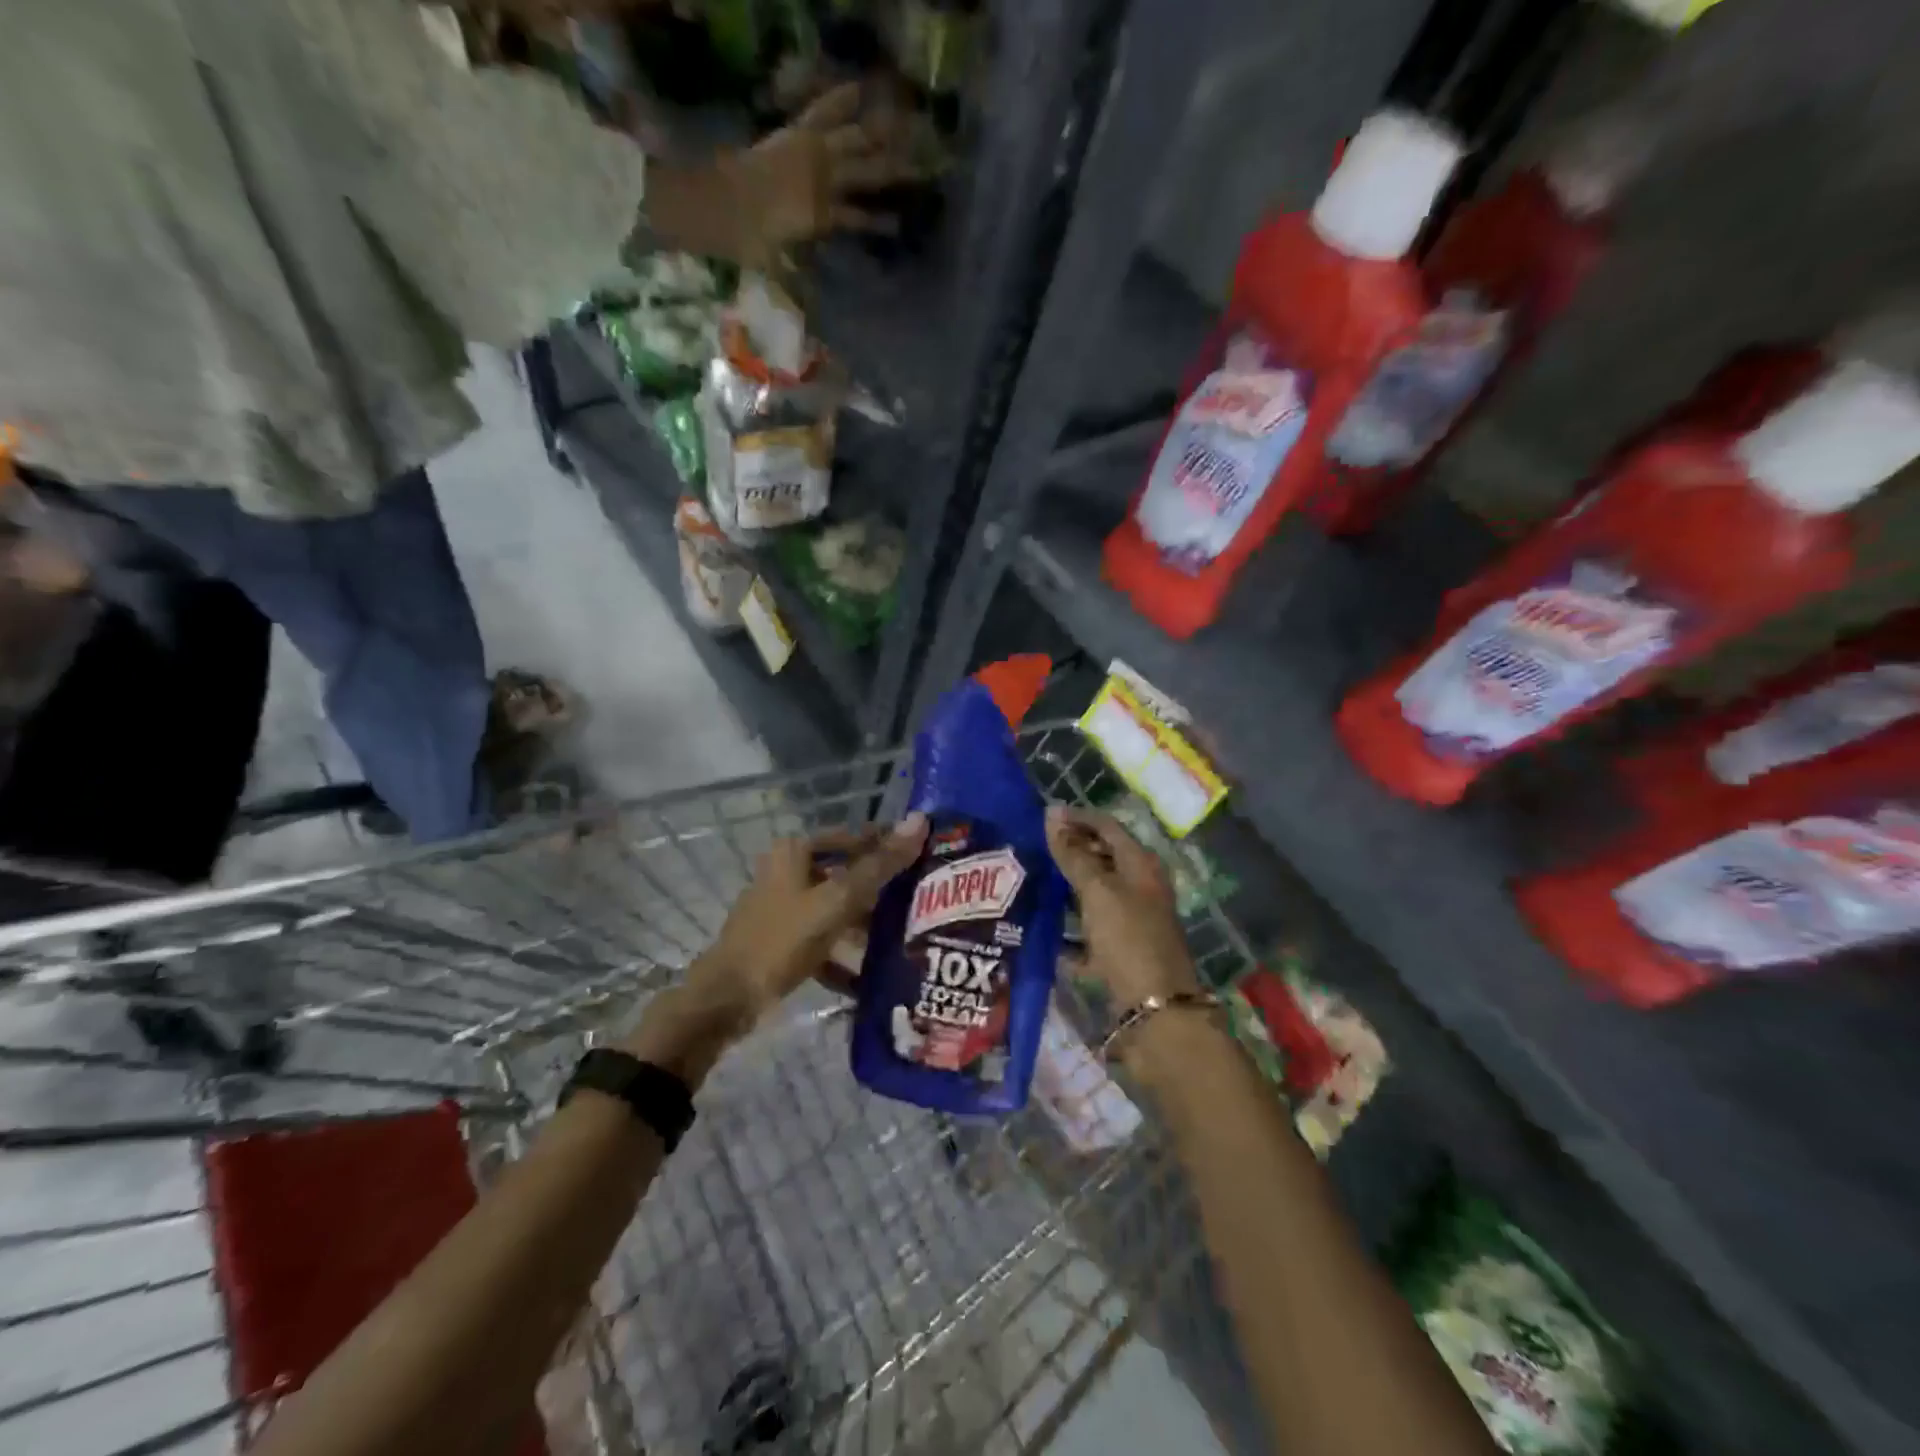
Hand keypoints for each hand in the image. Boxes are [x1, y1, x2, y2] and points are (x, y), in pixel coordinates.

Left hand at [689, 813, 928, 1020]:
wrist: (727, 999)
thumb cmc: (783, 939)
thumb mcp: (837, 900)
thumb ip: (879, 865)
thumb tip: (919, 820)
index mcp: (795, 852)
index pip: (852, 837)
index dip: (886, 844)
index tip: (923, 857)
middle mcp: (786, 872)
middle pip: (844, 873)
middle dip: (879, 889)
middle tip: (919, 900)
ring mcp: (781, 908)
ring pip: (834, 907)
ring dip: (864, 923)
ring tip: (903, 937)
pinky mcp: (780, 941)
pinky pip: (821, 939)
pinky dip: (843, 954)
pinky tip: (869, 975)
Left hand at [720, 82, 921, 266]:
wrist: (719, 203)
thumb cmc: (747, 240)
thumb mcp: (775, 267)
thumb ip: (798, 284)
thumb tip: (813, 310)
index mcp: (822, 216)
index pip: (860, 219)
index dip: (882, 223)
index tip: (903, 224)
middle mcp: (824, 183)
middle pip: (867, 174)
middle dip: (896, 172)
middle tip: (924, 168)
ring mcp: (811, 154)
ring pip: (854, 140)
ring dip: (878, 134)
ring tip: (904, 126)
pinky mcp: (795, 134)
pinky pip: (821, 112)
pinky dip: (838, 99)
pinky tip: (858, 88)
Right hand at [1045, 807, 1199, 1008]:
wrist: (1157, 1010)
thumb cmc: (1128, 938)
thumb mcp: (1098, 890)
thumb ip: (1074, 854)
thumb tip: (1052, 814)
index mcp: (1140, 865)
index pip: (1107, 826)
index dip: (1076, 817)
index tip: (1041, 817)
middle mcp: (1140, 888)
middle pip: (1102, 858)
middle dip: (1070, 851)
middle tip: (1032, 849)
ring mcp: (1132, 921)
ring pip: (1095, 895)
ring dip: (1066, 889)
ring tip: (1031, 884)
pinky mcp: (1122, 952)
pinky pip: (1090, 932)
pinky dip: (1070, 930)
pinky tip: (1044, 932)